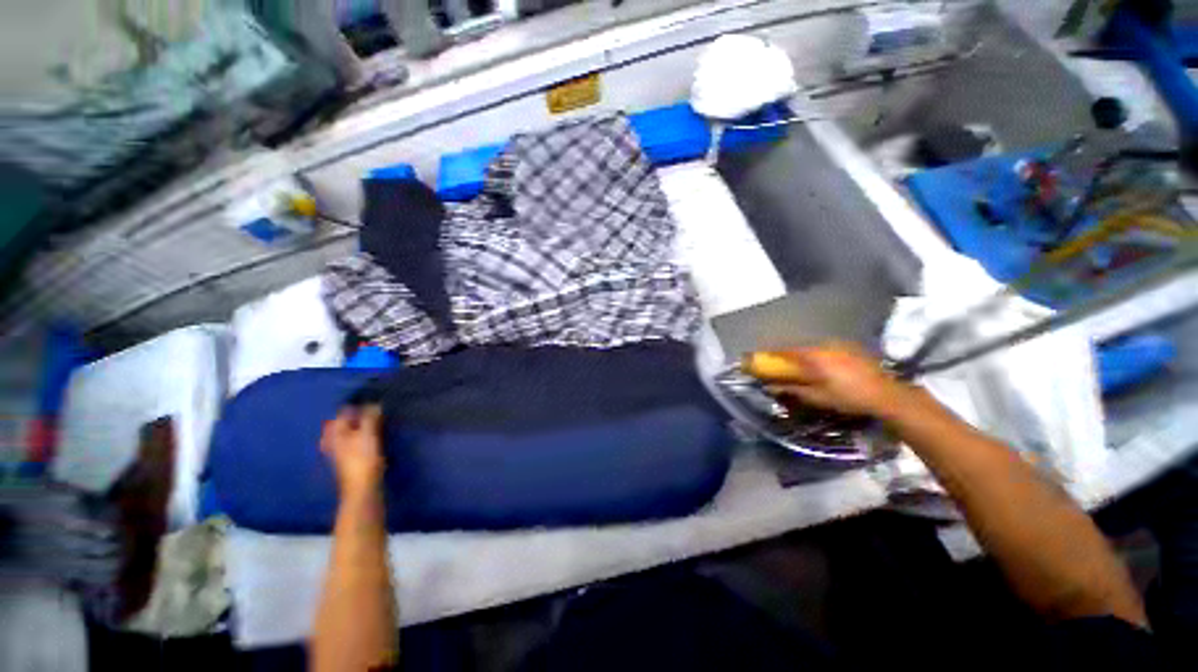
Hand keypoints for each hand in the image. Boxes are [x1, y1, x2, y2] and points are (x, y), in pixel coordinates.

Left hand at [320, 405, 384, 497]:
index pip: (344, 412)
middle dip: (359, 415)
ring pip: (350, 431)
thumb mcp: (368, 434)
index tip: (374, 401)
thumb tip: (374, 403)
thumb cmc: (363, 459)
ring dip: (362, 425)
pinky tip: (373, 436)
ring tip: (376, 421)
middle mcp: (334, 440)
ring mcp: (341, 450)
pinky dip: (363, 435)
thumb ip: (370, 417)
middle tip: (376, 410)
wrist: (363, 487)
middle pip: (346, 422)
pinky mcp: (350, 458)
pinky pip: (355, 440)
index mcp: (336, 432)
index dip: (358, 405)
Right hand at [746, 342, 909, 416]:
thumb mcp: (817, 397)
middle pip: (796, 348)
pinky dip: (816, 354)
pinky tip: (820, 364)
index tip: (757, 359)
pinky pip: (824, 348)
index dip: (769, 355)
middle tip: (777, 364)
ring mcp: (837, 346)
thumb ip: (791, 389)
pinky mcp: (849, 348)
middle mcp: (822, 347)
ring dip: (800, 354)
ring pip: (811, 347)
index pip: (783, 352)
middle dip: (784, 355)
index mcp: (812, 357)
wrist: (886, 395)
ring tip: (797, 365)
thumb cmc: (848, 397)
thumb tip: (769, 386)